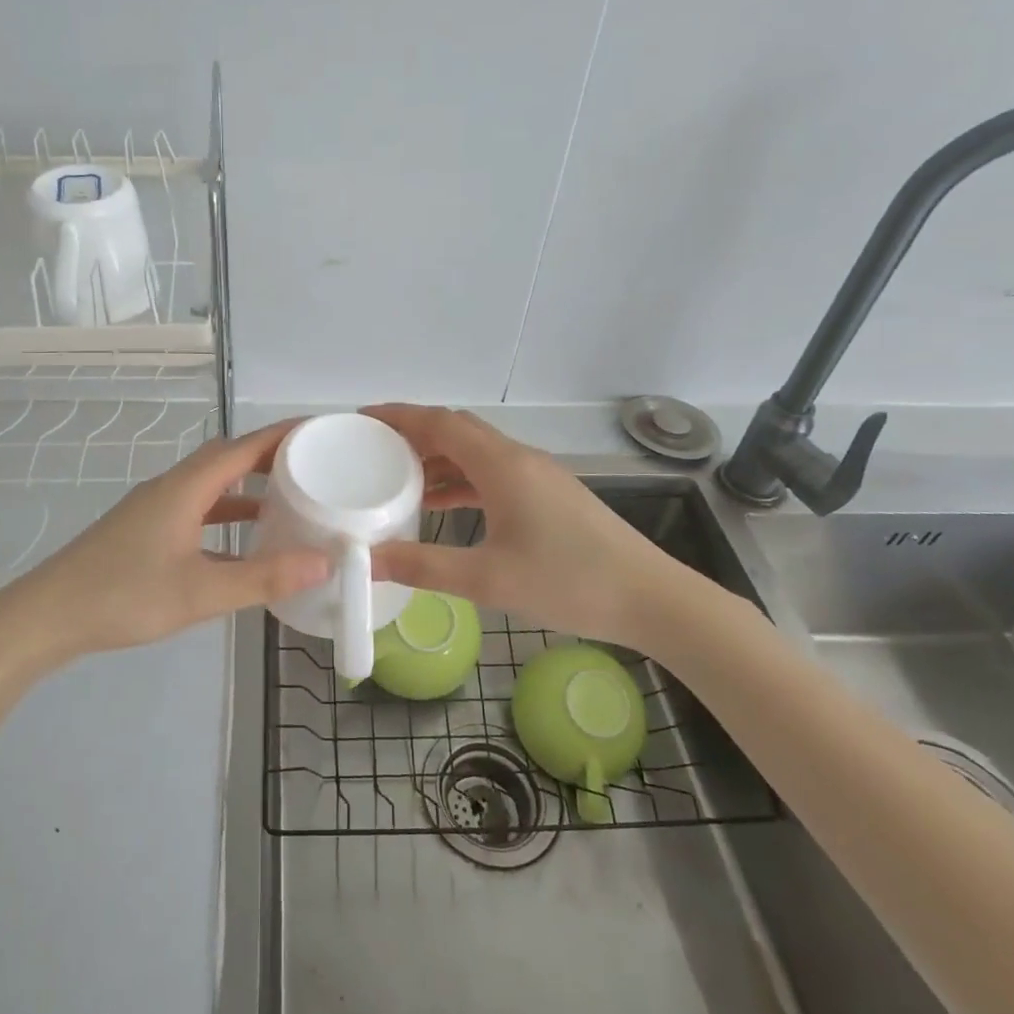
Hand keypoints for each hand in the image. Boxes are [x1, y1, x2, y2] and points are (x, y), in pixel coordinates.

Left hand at [0, 419, 328, 664]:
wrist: (47, 616)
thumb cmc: (124, 595)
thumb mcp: (201, 591)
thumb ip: (263, 577)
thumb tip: (324, 562)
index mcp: (185, 487)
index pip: (243, 447)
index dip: (282, 435)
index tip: (320, 431)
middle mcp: (171, 488)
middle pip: (227, 459)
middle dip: (269, 458)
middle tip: (311, 466)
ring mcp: (155, 509)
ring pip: (211, 487)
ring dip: (247, 488)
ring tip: (287, 501)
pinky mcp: (145, 531)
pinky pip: (197, 512)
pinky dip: (225, 518)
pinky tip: (242, 547)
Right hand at [364, 404, 714, 652]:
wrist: (651, 598)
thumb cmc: (570, 582)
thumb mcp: (489, 580)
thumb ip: (424, 567)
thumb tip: (367, 560)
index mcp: (502, 465)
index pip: (440, 422)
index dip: (398, 416)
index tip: (361, 419)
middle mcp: (519, 459)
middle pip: (457, 430)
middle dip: (413, 435)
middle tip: (372, 451)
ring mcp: (538, 476)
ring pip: (475, 452)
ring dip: (437, 459)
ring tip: (397, 479)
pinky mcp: (549, 495)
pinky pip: (493, 474)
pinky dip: (461, 481)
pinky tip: (444, 506)